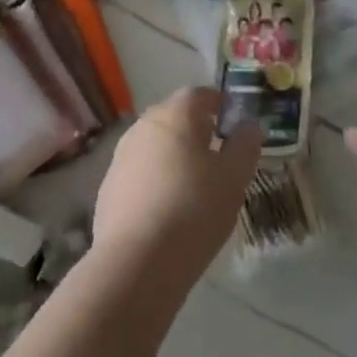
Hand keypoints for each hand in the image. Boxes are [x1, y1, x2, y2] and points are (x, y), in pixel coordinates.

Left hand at [93, 87, 260, 287]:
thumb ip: (245, 146)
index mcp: (176, 114)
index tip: (233, 123)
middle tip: (217, 156)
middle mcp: (144, 125)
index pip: (200, 94)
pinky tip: (166, 210)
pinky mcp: (108, 187)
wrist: (136, 262)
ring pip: (155, 145)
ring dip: (173, 156)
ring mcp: (121, 155)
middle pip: (174, 117)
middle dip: (195, 131)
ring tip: (193, 186)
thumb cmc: (194, 209)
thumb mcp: (234, 178)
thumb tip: (249, 126)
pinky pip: (139, 173)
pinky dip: (154, 181)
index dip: (219, 104)